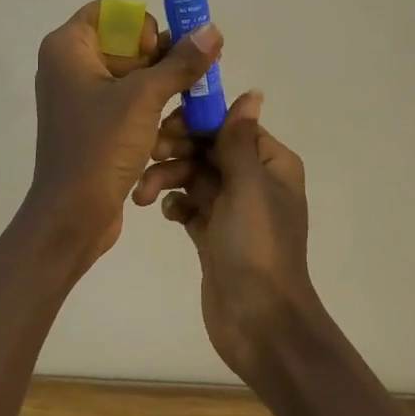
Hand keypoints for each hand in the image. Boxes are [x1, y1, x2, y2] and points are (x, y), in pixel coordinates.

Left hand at [26, 0, 222, 275]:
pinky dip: (152, 112)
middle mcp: (70, 66)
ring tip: (189, 110)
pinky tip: (175, 131)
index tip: (158, 52)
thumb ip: (180, 63)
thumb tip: (212, 30)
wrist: (71, 217)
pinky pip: (129, 104)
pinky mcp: (95, 125)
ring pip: (133, 77)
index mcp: (68, 48)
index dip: (141, 26)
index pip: (110, 12)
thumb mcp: (144, 99)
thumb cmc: (99, 147)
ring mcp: (82, 97)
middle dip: (162, 62)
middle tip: (191, 79)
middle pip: (127, 44)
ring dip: (163, 91)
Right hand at [134, 92, 321, 383]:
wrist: (259, 322)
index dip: (198, 122)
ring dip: (168, 178)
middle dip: (177, 150)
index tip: (165, 125)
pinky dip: (174, 202)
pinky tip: (163, 212)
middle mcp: (253, 180)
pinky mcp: (213, 234)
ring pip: (193, 176)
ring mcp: (232, 208)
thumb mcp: (248, 185)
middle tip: (148, 154)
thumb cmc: (257, 246)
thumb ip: (240, 139)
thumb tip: (253, 93)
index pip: (231, 126)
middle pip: (208, 149)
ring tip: (143, 194)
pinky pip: (189, 204)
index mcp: (271, 164)